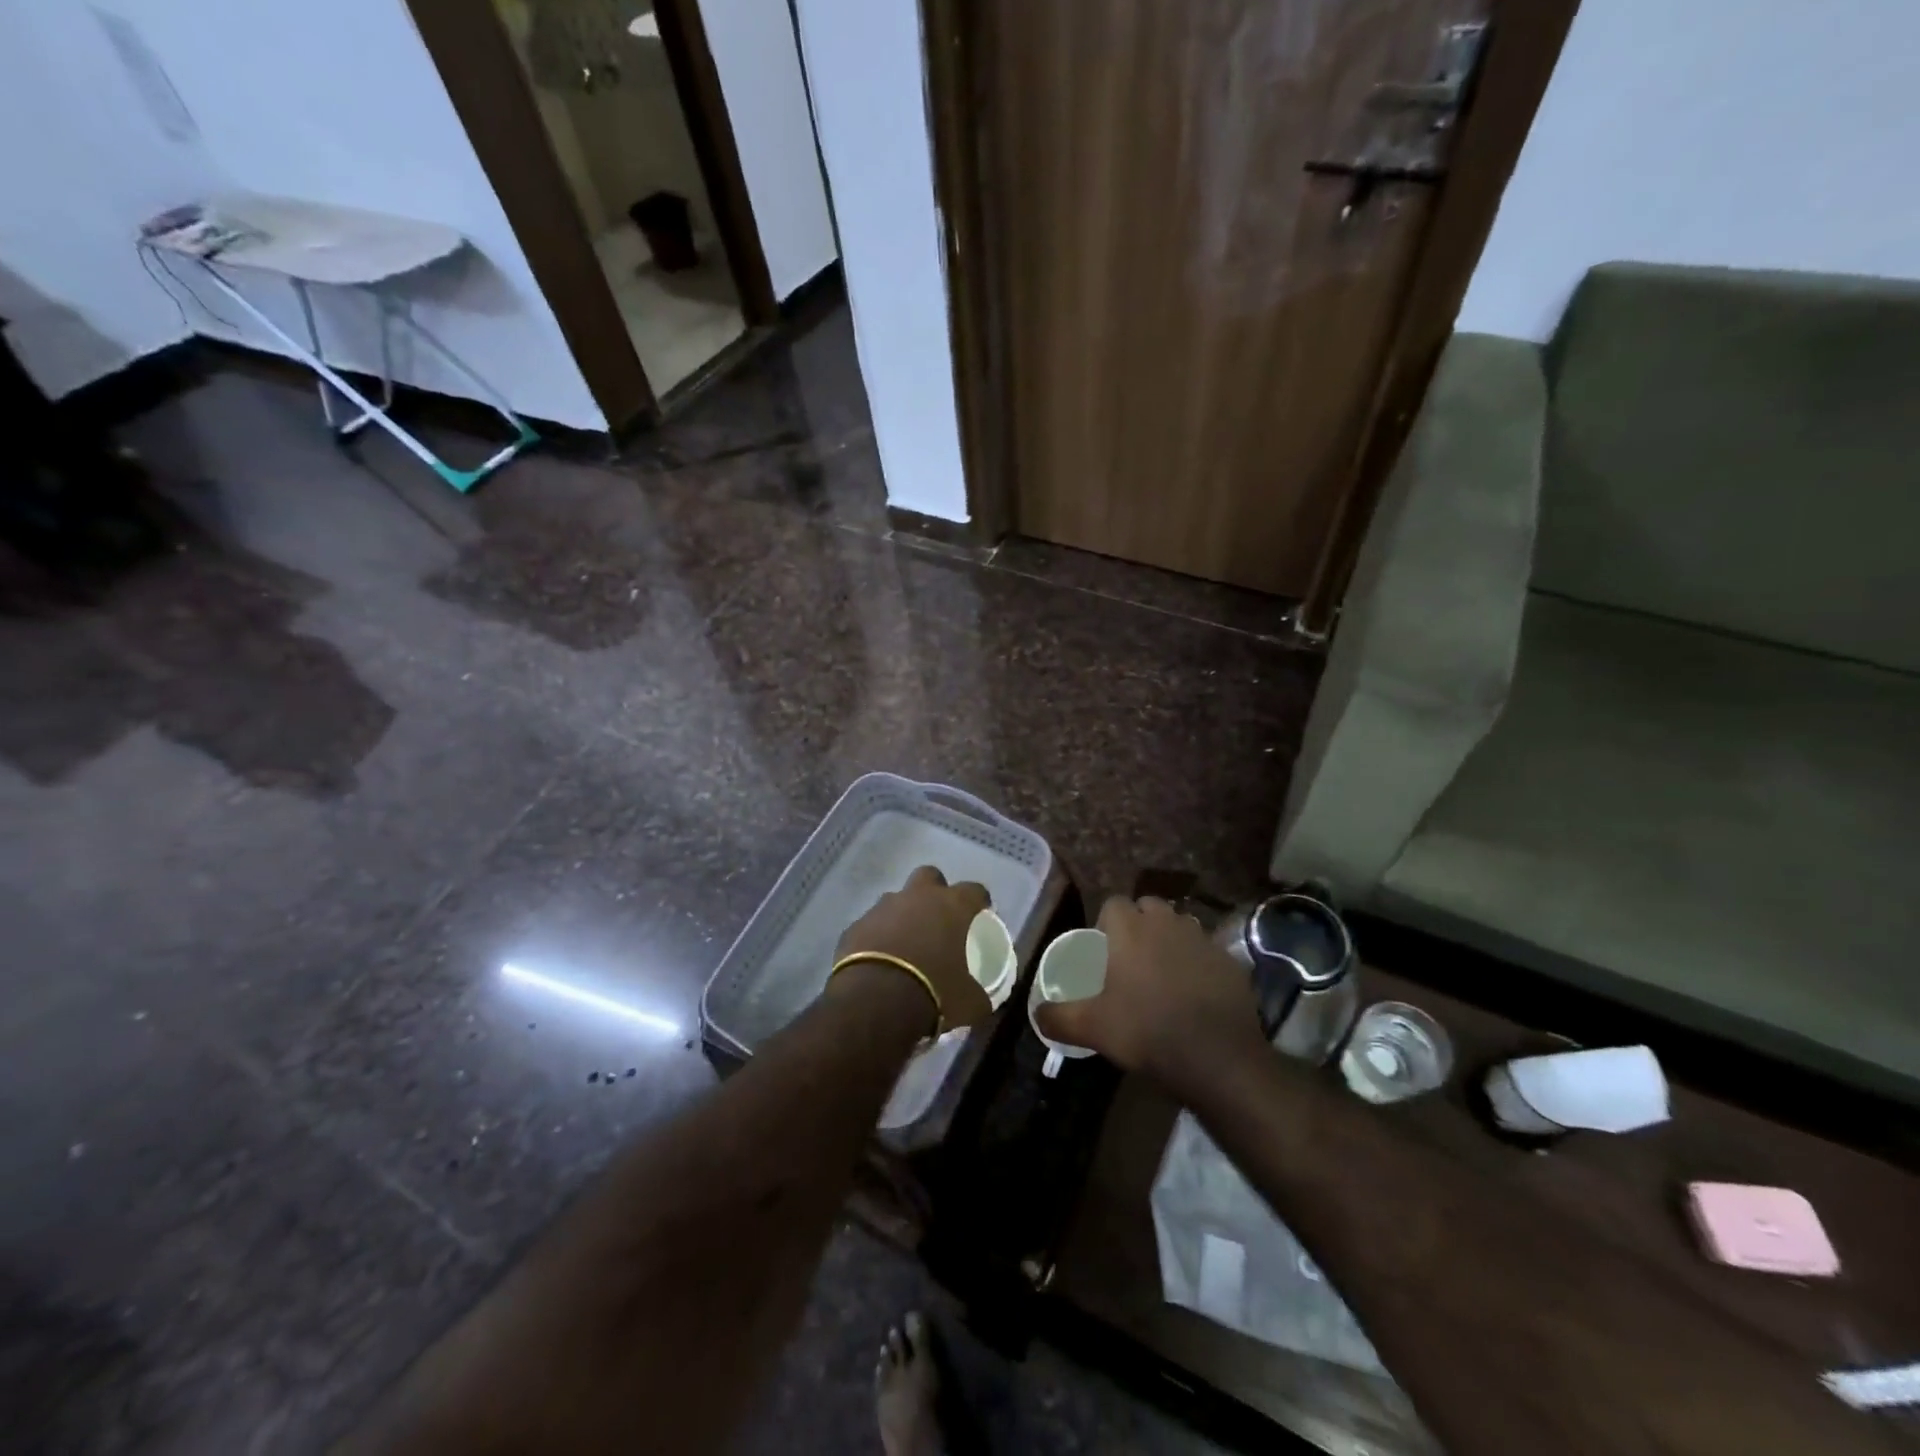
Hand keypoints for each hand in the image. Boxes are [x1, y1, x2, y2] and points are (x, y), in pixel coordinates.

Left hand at [832, 866, 992, 1032]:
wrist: (874, 1003)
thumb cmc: (933, 994)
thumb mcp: (970, 1003)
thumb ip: (979, 994)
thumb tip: (982, 1000)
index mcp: (951, 906)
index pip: (974, 890)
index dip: (979, 900)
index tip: (981, 913)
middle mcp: (916, 897)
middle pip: (929, 876)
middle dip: (935, 891)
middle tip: (939, 917)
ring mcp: (882, 908)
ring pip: (896, 900)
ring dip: (903, 915)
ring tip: (906, 944)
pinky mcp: (855, 926)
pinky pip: (871, 925)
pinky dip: (877, 936)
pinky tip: (879, 960)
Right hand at [1034, 896, 1266, 1097]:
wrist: (1217, 1058)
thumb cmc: (1146, 1032)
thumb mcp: (1092, 1028)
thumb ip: (1058, 1017)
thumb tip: (1036, 1015)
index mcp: (1131, 930)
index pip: (1114, 903)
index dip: (1107, 922)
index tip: (1104, 948)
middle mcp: (1167, 924)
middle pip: (1150, 907)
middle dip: (1140, 923)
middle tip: (1132, 958)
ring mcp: (1203, 940)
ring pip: (1181, 925)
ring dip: (1171, 938)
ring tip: (1164, 972)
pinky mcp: (1230, 961)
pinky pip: (1208, 951)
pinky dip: (1199, 963)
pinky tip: (1196, 992)